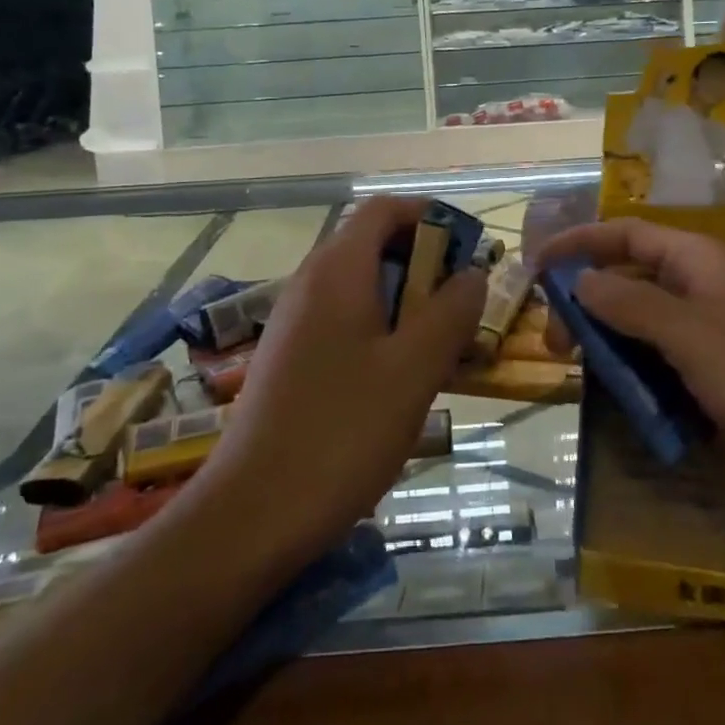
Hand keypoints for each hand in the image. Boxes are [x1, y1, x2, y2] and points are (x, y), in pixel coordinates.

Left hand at [196, 198, 486, 564]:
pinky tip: (403, 377)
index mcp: (337, 271)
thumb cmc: (342, 432)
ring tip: (444, 344)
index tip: (469, 247)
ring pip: (362, 288)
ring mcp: (295, 323)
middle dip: (425, 263)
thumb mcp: (414, 369)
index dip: (429, 215)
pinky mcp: (291, 359)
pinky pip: (345, 322)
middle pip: (373, 245)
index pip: (383, 209)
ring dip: (408, 301)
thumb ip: (451, 312)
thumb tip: (472, 274)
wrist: (252, 515)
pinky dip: (383, 330)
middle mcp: (310, 284)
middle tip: (465, 305)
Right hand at [534, 218, 724, 548]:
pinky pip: (664, 384)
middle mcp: (706, 301)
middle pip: (633, 285)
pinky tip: (612, 408)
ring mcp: (714, 353)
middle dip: (589, 305)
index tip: (536, 266)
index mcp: (705, 267)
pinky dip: (635, 391)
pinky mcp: (720, 401)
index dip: (583, 243)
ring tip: (573, 375)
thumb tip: (581, 279)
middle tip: (554, 344)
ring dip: (608, 351)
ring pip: (644, 339)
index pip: (631, 236)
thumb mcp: (696, 334)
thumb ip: (633, 304)